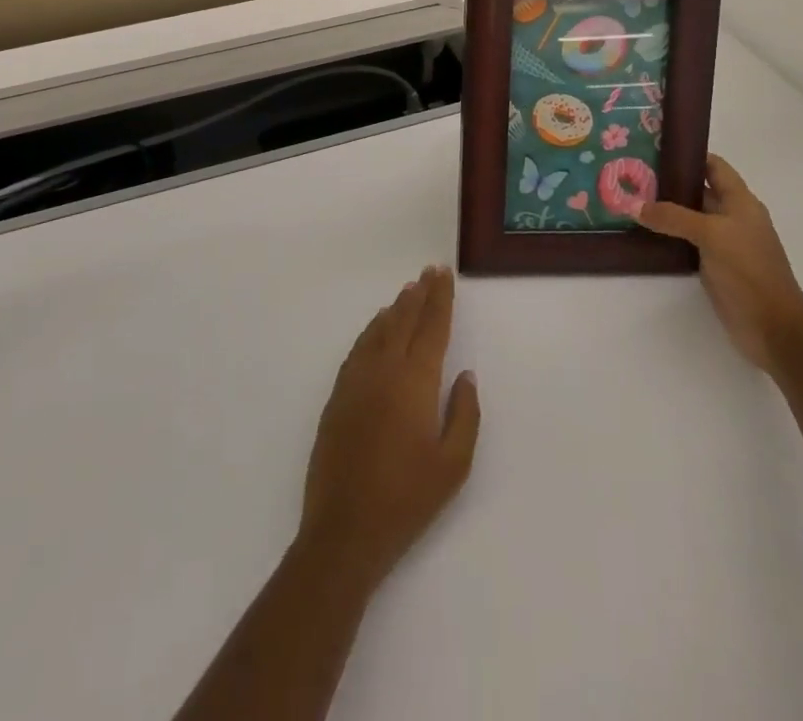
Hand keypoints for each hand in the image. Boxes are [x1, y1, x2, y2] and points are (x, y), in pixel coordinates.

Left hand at [296, 265, 480, 591]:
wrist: (345, 530)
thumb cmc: (407, 499)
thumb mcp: (453, 465)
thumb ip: (463, 414)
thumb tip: (465, 374)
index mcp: (414, 382)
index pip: (431, 328)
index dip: (439, 299)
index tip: (444, 274)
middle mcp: (383, 370)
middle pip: (404, 321)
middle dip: (419, 294)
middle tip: (429, 272)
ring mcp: (356, 380)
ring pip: (378, 331)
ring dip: (395, 309)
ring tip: (408, 292)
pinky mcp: (337, 396)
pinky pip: (358, 349)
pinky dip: (371, 331)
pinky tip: (377, 328)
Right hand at [639, 154, 802, 372]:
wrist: (773, 327)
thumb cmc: (748, 270)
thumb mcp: (710, 235)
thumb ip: (672, 217)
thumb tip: (634, 205)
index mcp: (741, 202)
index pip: (714, 166)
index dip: (689, 155)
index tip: (654, 149)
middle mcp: (733, 217)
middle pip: (699, 190)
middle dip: (669, 182)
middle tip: (632, 175)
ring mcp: (724, 242)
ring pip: (690, 217)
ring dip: (665, 210)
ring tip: (631, 200)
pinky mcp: (714, 265)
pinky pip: (687, 241)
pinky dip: (668, 234)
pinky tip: (643, 232)